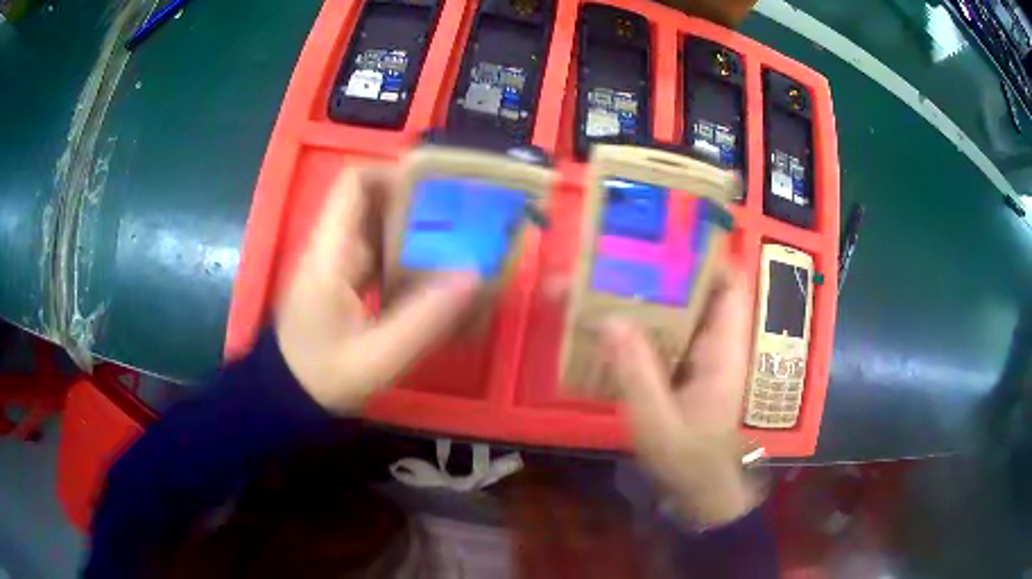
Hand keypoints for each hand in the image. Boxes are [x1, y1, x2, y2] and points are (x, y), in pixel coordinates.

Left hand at [275, 168, 479, 414]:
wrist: (286, 397)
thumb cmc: (321, 377)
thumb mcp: (377, 358)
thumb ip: (424, 319)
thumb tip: (474, 276)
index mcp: (330, 253)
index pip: (355, 183)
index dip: (396, 174)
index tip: (440, 191)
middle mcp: (333, 248)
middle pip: (376, 203)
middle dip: (422, 207)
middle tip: (466, 225)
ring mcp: (338, 264)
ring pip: (382, 229)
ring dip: (419, 236)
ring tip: (461, 251)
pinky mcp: (345, 281)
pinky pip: (381, 256)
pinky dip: (409, 261)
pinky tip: (436, 283)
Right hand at [601, 264, 756, 525]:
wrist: (699, 491)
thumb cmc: (689, 460)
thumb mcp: (659, 423)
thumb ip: (637, 374)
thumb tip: (609, 319)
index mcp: (725, 350)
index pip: (730, 285)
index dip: (708, 254)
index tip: (668, 233)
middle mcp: (717, 344)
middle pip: (699, 290)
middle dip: (664, 268)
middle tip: (622, 250)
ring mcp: (701, 356)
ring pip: (680, 311)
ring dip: (648, 293)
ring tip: (607, 275)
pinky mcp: (685, 369)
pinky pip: (666, 333)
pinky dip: (641, 321)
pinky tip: (610, 318)